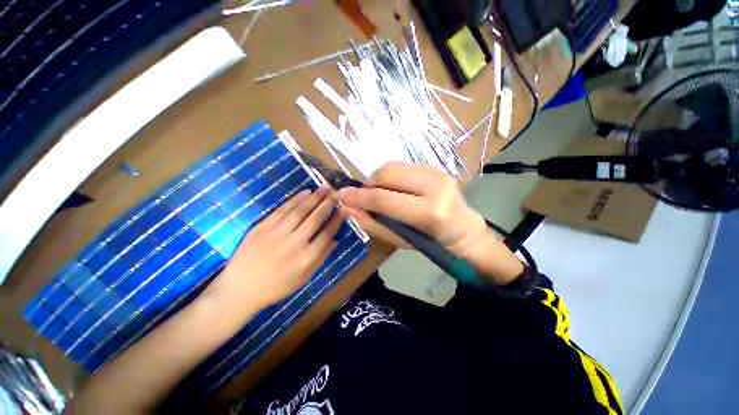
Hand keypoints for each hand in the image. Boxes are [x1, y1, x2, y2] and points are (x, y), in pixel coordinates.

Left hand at [204, 187, 342, 314]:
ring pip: (300, 211)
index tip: (344, 209)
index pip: (327, 233)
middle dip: (328, 203)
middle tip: (336, 192)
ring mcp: (277, 233)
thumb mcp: (304, 278)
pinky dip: (295, 200)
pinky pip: (282, 210)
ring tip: (325, 187)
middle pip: (315, 218)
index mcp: (307, 258)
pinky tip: (305, 192)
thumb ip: (321, 258)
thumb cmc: (276, 286)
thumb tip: (336, 240)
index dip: (337, 219)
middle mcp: (295, 243)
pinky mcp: (262, 227)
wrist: (240, 289)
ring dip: (314, 197)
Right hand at [338, 162, 522, 284]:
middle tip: (366, 197)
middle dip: (369, 184)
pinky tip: (395, 189)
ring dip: (379, 180)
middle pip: (386, 173)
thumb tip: (348, 207)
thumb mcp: (399, 240)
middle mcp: (434, 185)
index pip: (383, 198)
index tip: (341, 195)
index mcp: (429, 211)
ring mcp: (436, 171)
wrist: (464, 230)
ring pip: (392, 166)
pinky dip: (391, 177)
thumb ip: (372, 223)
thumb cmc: (431, 243)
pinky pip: (401, 166)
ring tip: (380, 194)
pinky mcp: (435, 166)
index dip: (358, 197)